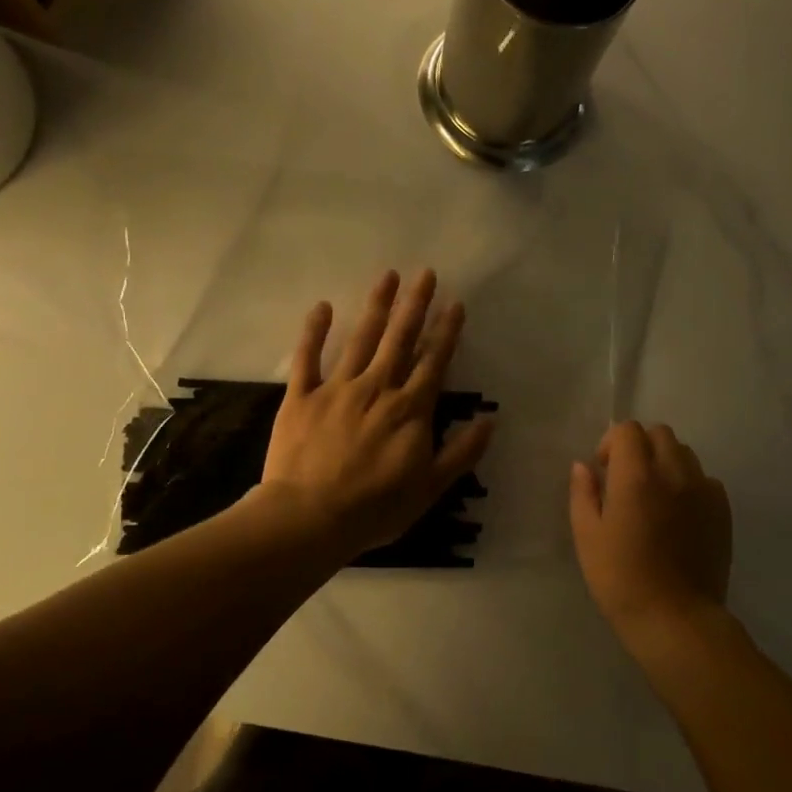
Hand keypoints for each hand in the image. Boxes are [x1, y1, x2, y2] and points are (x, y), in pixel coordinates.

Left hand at [262, 269, 493, 557]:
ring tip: (388, 277)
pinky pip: (307, 357)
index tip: (455, 303)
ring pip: (361, 339)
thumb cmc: (375, 508)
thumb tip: (490, 420)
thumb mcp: (431, 488)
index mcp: (410, 409)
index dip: (446, 332)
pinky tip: (322, 306)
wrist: (309, 518)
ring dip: (376, 306)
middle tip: (425, 273)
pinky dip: (314, 331)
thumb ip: (462, 452)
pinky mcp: (302, 397)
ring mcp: (337, 389)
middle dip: (415, 305)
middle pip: (400, 339)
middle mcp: (377, 388)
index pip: (434, 362)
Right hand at [570, 422, 731, 642]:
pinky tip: (678, 514)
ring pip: (684, 453)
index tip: (604, 470)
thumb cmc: (621, 580)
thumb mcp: (587, 537)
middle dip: (640, 446)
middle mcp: (674, 472)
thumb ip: (583, 494)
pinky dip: (689, 484)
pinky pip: (705, 479)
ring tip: (654, 496)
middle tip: (626, 479)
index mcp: (636, 476)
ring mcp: (703, 490)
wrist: (676, 618)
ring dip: (665, 462)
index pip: (628, 430)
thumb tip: (583, 466)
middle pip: (659, 433)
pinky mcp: (722, 510)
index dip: (611, 442)